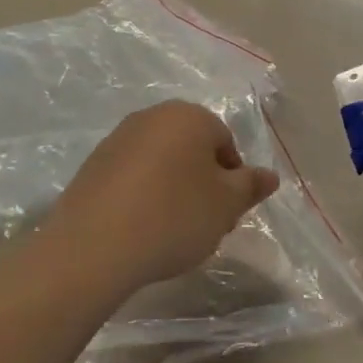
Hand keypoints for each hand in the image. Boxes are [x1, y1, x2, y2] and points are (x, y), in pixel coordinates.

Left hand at [46, 101, 279, 294]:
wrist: (94, 246)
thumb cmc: (173, 217)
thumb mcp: (225, 205)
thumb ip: (250, 186)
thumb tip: (270, 175)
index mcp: (188, 116)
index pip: (225, 142)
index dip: (232, 180)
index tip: (225, 213)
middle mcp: (151, 116)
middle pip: (192, 149)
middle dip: (203, 183)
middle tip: (204, 223)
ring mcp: (117, 138)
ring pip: (161, 162)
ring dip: (173, 188)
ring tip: (171, 230)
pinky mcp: (92, 165)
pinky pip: (131, 176)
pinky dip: (142, 195)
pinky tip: (140, 228)